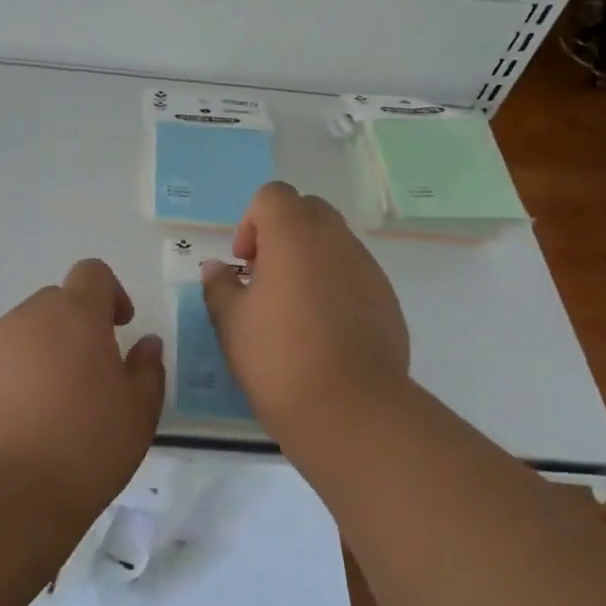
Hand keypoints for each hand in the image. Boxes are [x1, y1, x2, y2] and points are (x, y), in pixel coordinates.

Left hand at [0, 259, 164, 523]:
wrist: (4, 495)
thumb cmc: (85, 448)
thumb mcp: (138, 413)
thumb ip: (147, 368)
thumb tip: (146, 343)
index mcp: (76, 316)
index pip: (92, 273)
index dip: (109, 292)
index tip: (118, 326)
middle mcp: (27, 317)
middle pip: (55, 303)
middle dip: (74, 326)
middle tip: (86, 375)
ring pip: (21, 332)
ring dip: (40, 352)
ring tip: (47, 406)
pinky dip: (8, 377)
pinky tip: (14, 422)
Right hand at [202, 182, 409, 438]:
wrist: (351, 410)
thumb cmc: (279, 359)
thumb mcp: (231, 323)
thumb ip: (220, 286)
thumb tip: (218, 268)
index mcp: (294, 236)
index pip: (273, 195)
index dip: (252, 221)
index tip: (245, 263)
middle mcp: (336, 240)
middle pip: (308, 210)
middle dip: (282, 232)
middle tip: (265, 277)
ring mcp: (367, 268)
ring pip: (334, 241)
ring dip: (309, 258)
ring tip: (293, 308)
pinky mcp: (387, 298)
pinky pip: (354, 272)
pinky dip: (334, 283)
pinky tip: (323, 329)